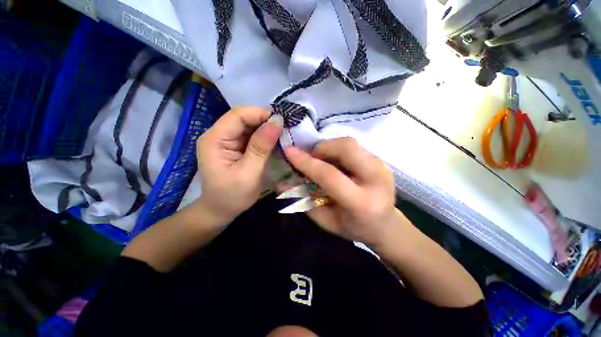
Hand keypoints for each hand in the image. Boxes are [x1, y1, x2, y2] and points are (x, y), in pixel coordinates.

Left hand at [196, 106, 282, 223]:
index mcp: (214, 139)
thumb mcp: (249, 173)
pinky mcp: (234, 146)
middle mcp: (218, 135)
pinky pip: (251, 135)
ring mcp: (226, 140)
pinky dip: (264, 137)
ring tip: (283, 136)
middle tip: (285, 130)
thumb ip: (261, 147)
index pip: (238, 115)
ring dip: (266, 129)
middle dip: (265, 122)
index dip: (261, 114)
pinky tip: (274, 142)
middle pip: (244, 118)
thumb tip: (277, 121)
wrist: (220, 210)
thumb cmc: (232, 196)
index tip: (282, 123)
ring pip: (249, 125)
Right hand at [283, 137, 400, 246]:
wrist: (386, 225)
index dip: (307, 162)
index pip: (330, 175)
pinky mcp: (382, 161)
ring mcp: (383, 167)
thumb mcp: (325, 221)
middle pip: (346, 148)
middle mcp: (377, 180)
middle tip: (312, 158)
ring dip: (330, 147)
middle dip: (322, 148)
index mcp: (362, 202)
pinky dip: (339, 150)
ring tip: (322, 160)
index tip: (289, 152)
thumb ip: (304, 201)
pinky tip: (336, 162)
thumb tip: (282, 182)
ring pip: (351, 143)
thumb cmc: (354, 228)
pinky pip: (355, 147)